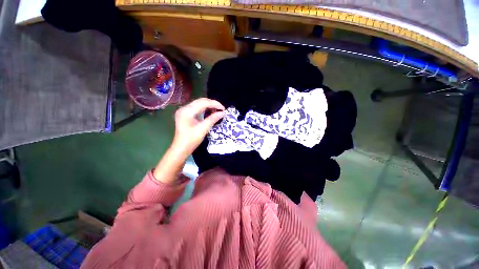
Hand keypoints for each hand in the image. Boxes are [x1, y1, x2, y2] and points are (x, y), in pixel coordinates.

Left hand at [171, 98, 224, 156]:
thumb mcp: (203, 129)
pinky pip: (196, 108)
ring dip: (209, 106)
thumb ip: (213, 119)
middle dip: (212, 104)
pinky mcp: (185, 114)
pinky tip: (210, 112)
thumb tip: (222, 113)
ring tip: (217, 110)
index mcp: (187, 111)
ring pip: (199, 103)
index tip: (223, 109)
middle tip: (221, 109)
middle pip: (200, 101)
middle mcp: (184, 108)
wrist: (181, 148)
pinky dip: (204, 109)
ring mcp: (184, 111)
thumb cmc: (191, 140)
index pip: (203, 103)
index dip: (214, 104)